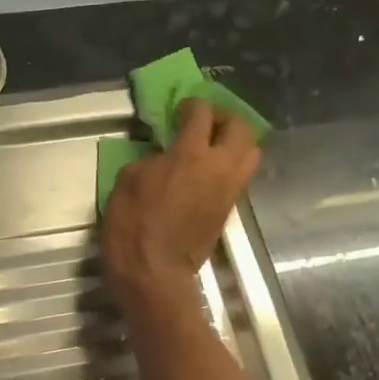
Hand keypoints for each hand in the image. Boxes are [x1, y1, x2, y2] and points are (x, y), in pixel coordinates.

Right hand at [102, 98, 259, 317]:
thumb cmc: (133, 225)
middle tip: (205, 123)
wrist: (153, 273)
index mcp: (190, 155)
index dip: (192, 106)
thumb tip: (164, 157)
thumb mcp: (128, 182)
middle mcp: (219, 167)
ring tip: (213, 147)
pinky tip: (209, 173)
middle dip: (225, 119)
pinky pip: (239, 178)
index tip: (182, 109)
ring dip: (235, 143)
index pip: (201, 115)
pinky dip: (229, 167)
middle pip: (240, 128)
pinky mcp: (228, 211)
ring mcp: (228, 191)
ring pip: (250, 153)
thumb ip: (151, 159)